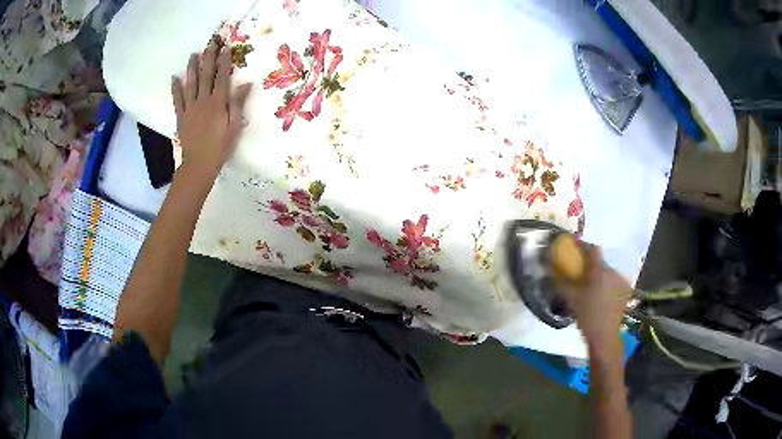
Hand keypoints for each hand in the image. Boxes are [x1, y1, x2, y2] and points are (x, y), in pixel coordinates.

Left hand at [171, 41, 252, 181]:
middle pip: (206, 75)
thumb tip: (246, 83)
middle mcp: (203, 101)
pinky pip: (177, 100)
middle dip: (209, 58)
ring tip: (193, 55)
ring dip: (192, 68)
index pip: (222, 77)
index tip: (227, 47)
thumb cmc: (220, 146)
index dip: (224, 61)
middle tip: (211, 43)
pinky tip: (175, 77)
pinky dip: (176, 88)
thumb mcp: (234, 126)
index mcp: (218, 103)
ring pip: (191, 84)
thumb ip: (238, 103)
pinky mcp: (181, 116)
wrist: (199, 164)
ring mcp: (190, 108)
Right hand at [556, 246, 631, 352]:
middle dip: (591, 265)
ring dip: (600, 275)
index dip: (584, 246)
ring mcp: (621, 281)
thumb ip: (562, 283)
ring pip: (608, 272)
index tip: (575, 248)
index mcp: (599, 271)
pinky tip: (602, 295)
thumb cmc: (587, 316)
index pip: (593, 249)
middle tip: (582, 273)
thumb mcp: (571, 299)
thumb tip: (550, 272)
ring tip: (592, 286)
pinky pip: (614, 281)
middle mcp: (613, 272)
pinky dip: (608, 284)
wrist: (604, 335)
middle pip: (600, 262)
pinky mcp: (626, 290)